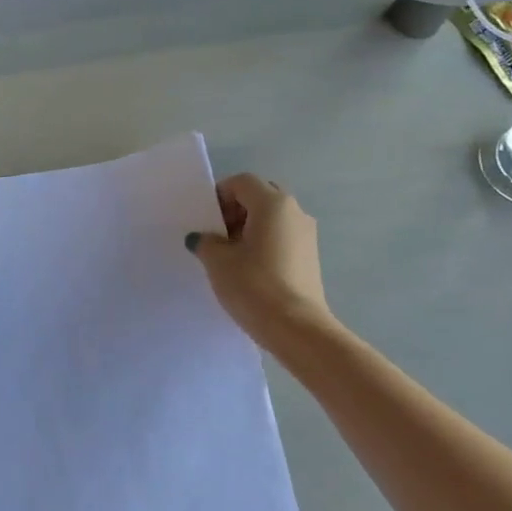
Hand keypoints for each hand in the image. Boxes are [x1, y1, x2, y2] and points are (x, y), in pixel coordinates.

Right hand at [186, 175, 333, 347]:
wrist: (296, 327)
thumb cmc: (254, 286)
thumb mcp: (218, 262)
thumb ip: (206, 242)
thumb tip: (201, 238)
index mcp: (273, 203)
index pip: (242, 182)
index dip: (219, 196)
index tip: (206, 222)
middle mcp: (295, 211)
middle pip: (260, 197)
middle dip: (235, 211)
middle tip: (218, 237)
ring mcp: (306, 234)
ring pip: (272, 219)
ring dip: (249, 229)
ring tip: (231, 257)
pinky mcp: (310, 257)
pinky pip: (282, 238)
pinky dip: (264, 244)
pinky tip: (249, 270)